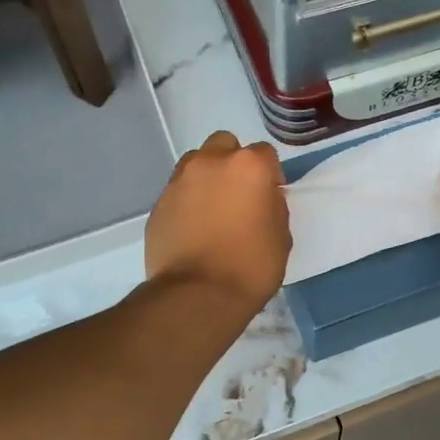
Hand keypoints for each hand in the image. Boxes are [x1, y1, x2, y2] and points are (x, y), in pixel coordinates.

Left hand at [146, 130, 290, 312]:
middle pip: (224, 144)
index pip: (264, 153)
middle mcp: (210, 163)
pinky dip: (187, 201)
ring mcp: (179, 181)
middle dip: (233, 162)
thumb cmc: (251, 266)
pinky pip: (178, 191)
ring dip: (207, 176)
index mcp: (248, 166)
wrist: (198, 294)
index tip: (270, 196)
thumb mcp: (281, 237)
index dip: (270, 174)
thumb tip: (263, 199)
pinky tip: (194, 228)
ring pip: (196, 163)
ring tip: (213, 208)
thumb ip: (273, 207)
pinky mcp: (158, 203)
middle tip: (239, 194)